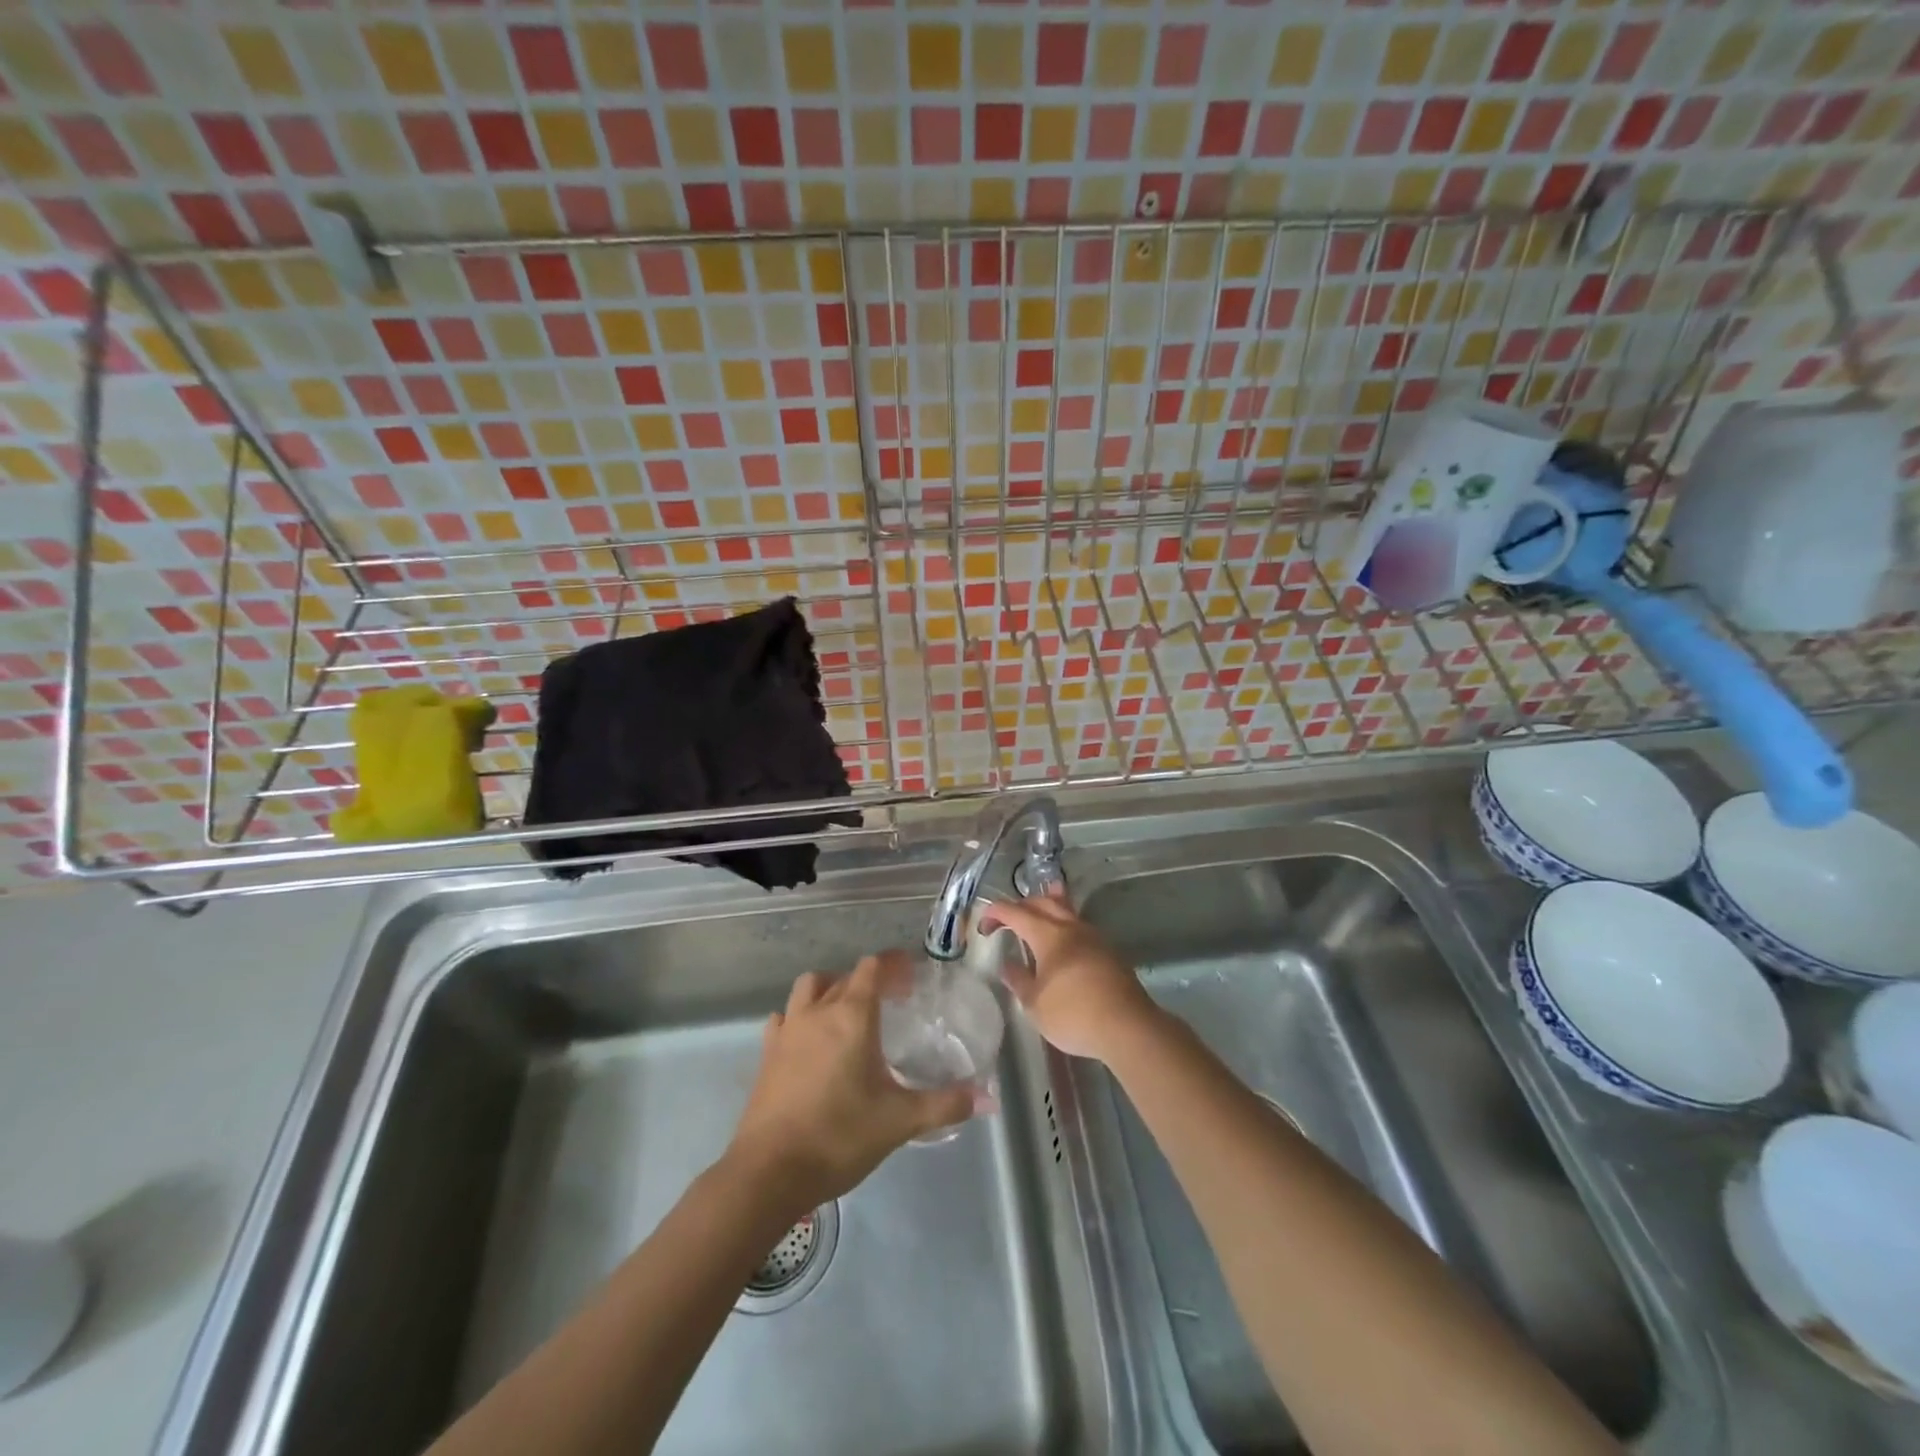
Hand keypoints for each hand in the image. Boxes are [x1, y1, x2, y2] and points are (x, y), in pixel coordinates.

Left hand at [727, 953, 973, 1213]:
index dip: (892, 965)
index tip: (912, 977)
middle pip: (845, 977)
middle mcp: (818, 1011)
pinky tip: (810, 1038)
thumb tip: (986, 1099)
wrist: (769, 1172)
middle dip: (870, 980)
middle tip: (893, 999)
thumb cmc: (839, 1137)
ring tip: (849, 1011)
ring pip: (809, 987)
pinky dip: (801, 1016)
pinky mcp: (767, 1053)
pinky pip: (785, 1017)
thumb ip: (944, 1105)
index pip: (872, 969)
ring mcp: (788, 1030)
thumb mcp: (899, 1122)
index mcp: (852, 1016)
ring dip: (831, 988)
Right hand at [980, 888, 1160, 1062]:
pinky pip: (1080, 928)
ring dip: (1048, 909)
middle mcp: (1071, 927)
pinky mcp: (1108, 952)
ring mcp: (1094, 937)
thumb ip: (1019, 981)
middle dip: (1023, 905)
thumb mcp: (1035, 1004)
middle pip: (1044, 902)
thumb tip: (1008, 965)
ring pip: (1066, 911)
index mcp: (1048, 934)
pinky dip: (1064, 926)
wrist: (1128, 1026)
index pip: (1016, 912)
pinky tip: (1064, 943)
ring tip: (1038, 913)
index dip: (996, 913)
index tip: (984, 926)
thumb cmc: (1074, 1014)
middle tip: (1008, 919)